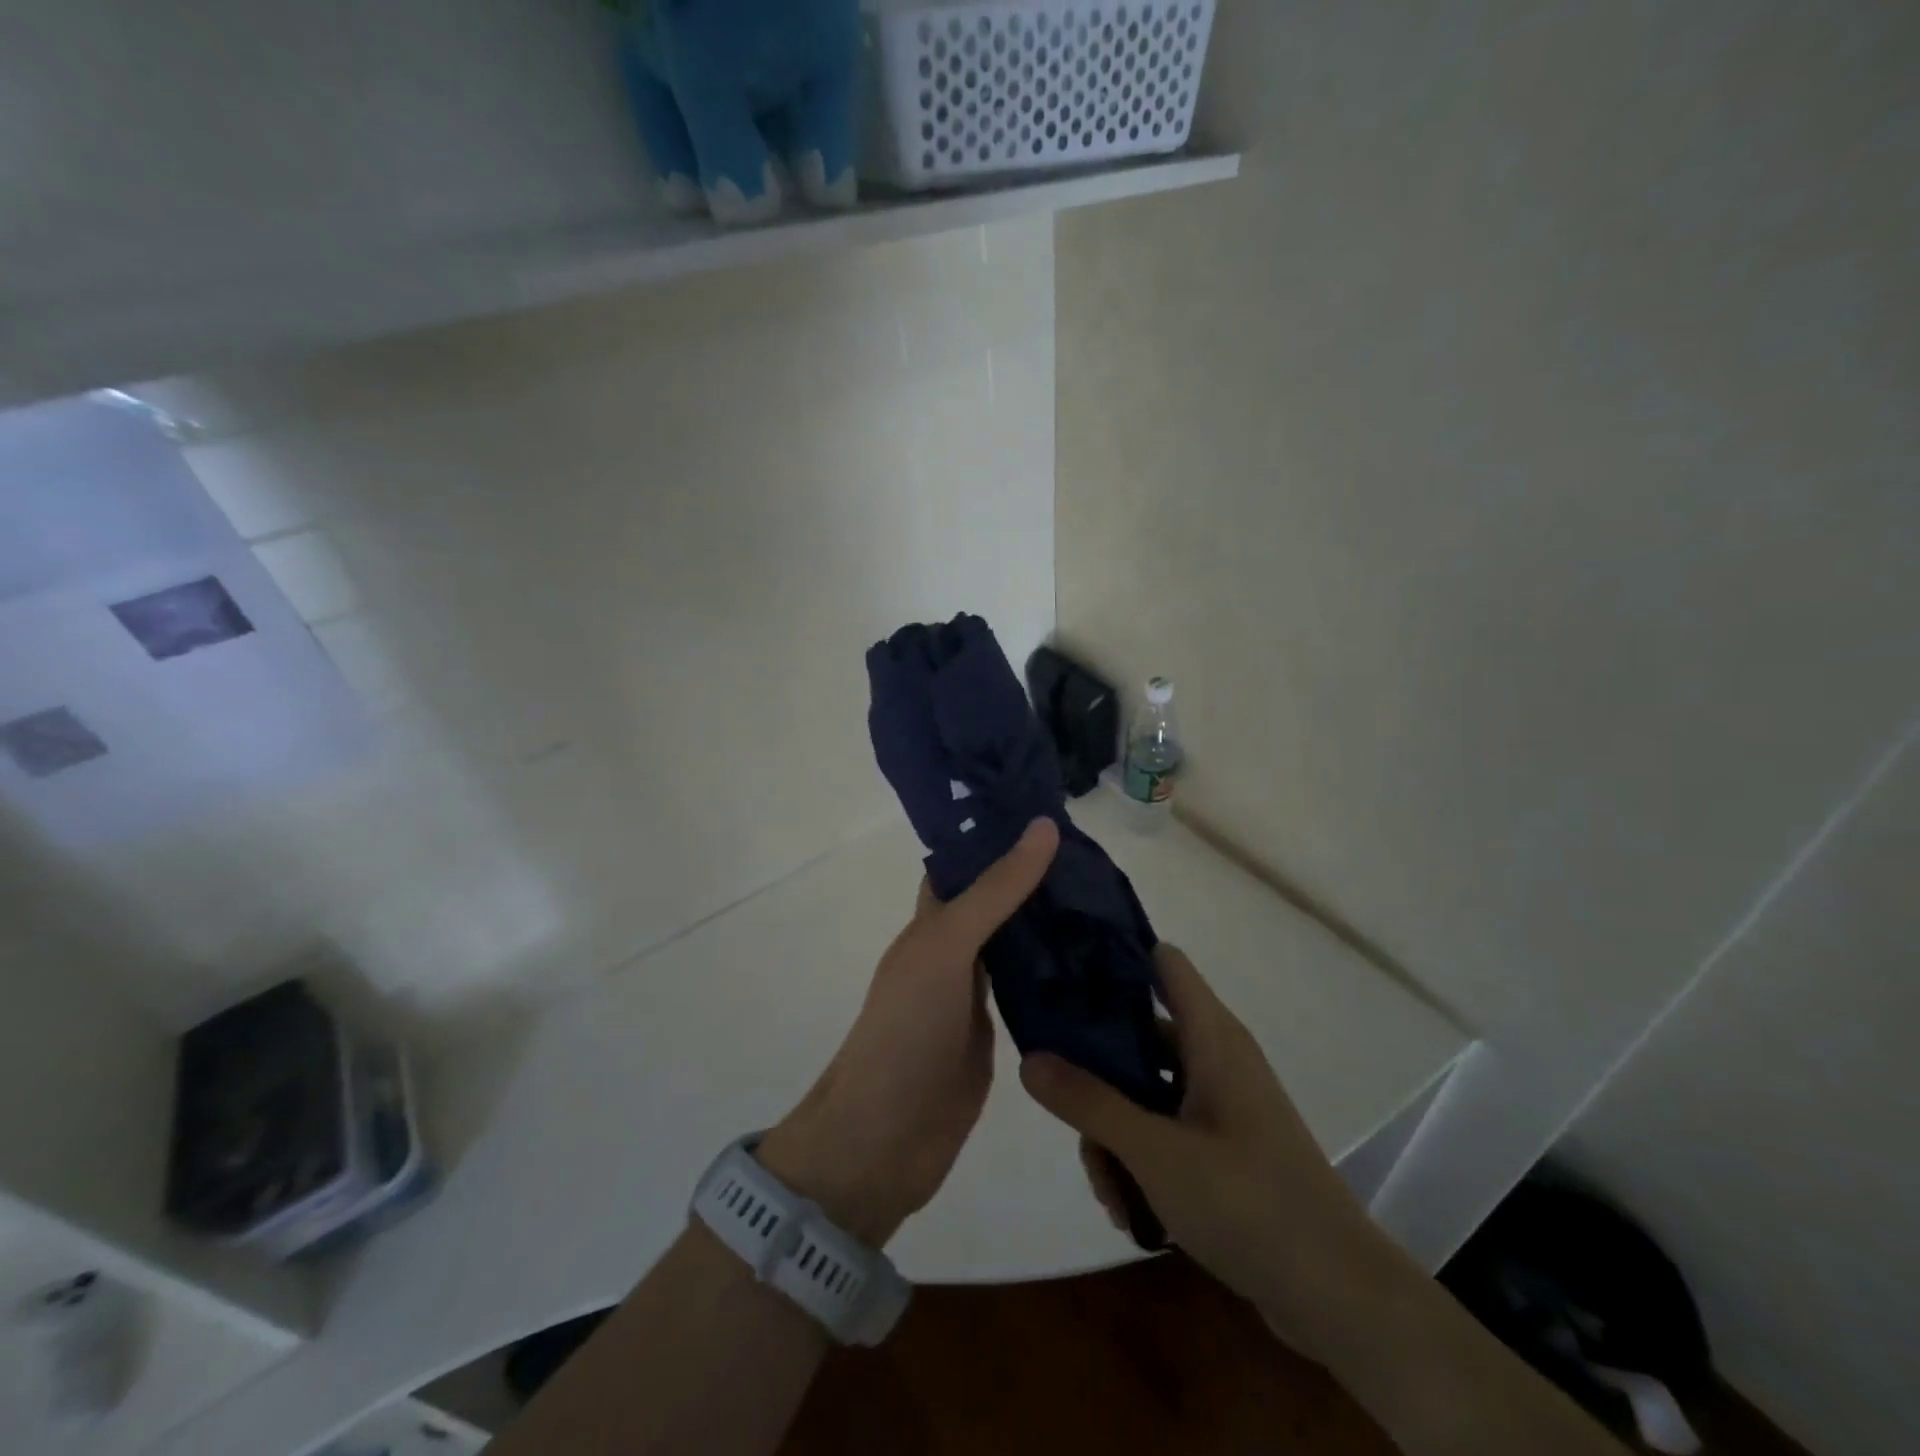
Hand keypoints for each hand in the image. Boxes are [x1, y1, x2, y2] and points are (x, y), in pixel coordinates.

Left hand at [758, 818, 1060, 1247]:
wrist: (884, 1140)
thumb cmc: (905, 1030)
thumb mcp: (946, 947)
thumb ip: (994, 892)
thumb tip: (1042, 827)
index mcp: (933, 923)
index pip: (966, 864)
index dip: (999, 836)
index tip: (1052, 812)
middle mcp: (954, 952)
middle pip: (998, 903)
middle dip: (1039, 880)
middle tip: (1100, 858)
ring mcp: (976, 996)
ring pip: (1019, 947)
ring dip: (1053, 927)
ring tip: (1111, 901)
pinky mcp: (999, 1036)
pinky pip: (1032, 994)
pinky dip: (1060, 977)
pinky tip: (1101, 965)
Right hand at [1020, 944, 1397, 1361]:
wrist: (1338, 1298)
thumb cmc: (1248, 1202)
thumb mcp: (1155, 1152)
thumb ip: (1089, 1102)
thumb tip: (1028, 1057)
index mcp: (1211, 1037)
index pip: (1162, 962)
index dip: (1115, 957)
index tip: (1062, 973)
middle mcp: (1216, 1058)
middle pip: (1139, 1036)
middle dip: (1098, 1075)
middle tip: (1068, 1115)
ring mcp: (1222, 1105)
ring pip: (1146, 1092)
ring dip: (1116, 1134)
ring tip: (1107, 1190)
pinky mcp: (1225, 1147)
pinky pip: (1166, 1131)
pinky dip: (1142, 1159)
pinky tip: (1130, 1211)